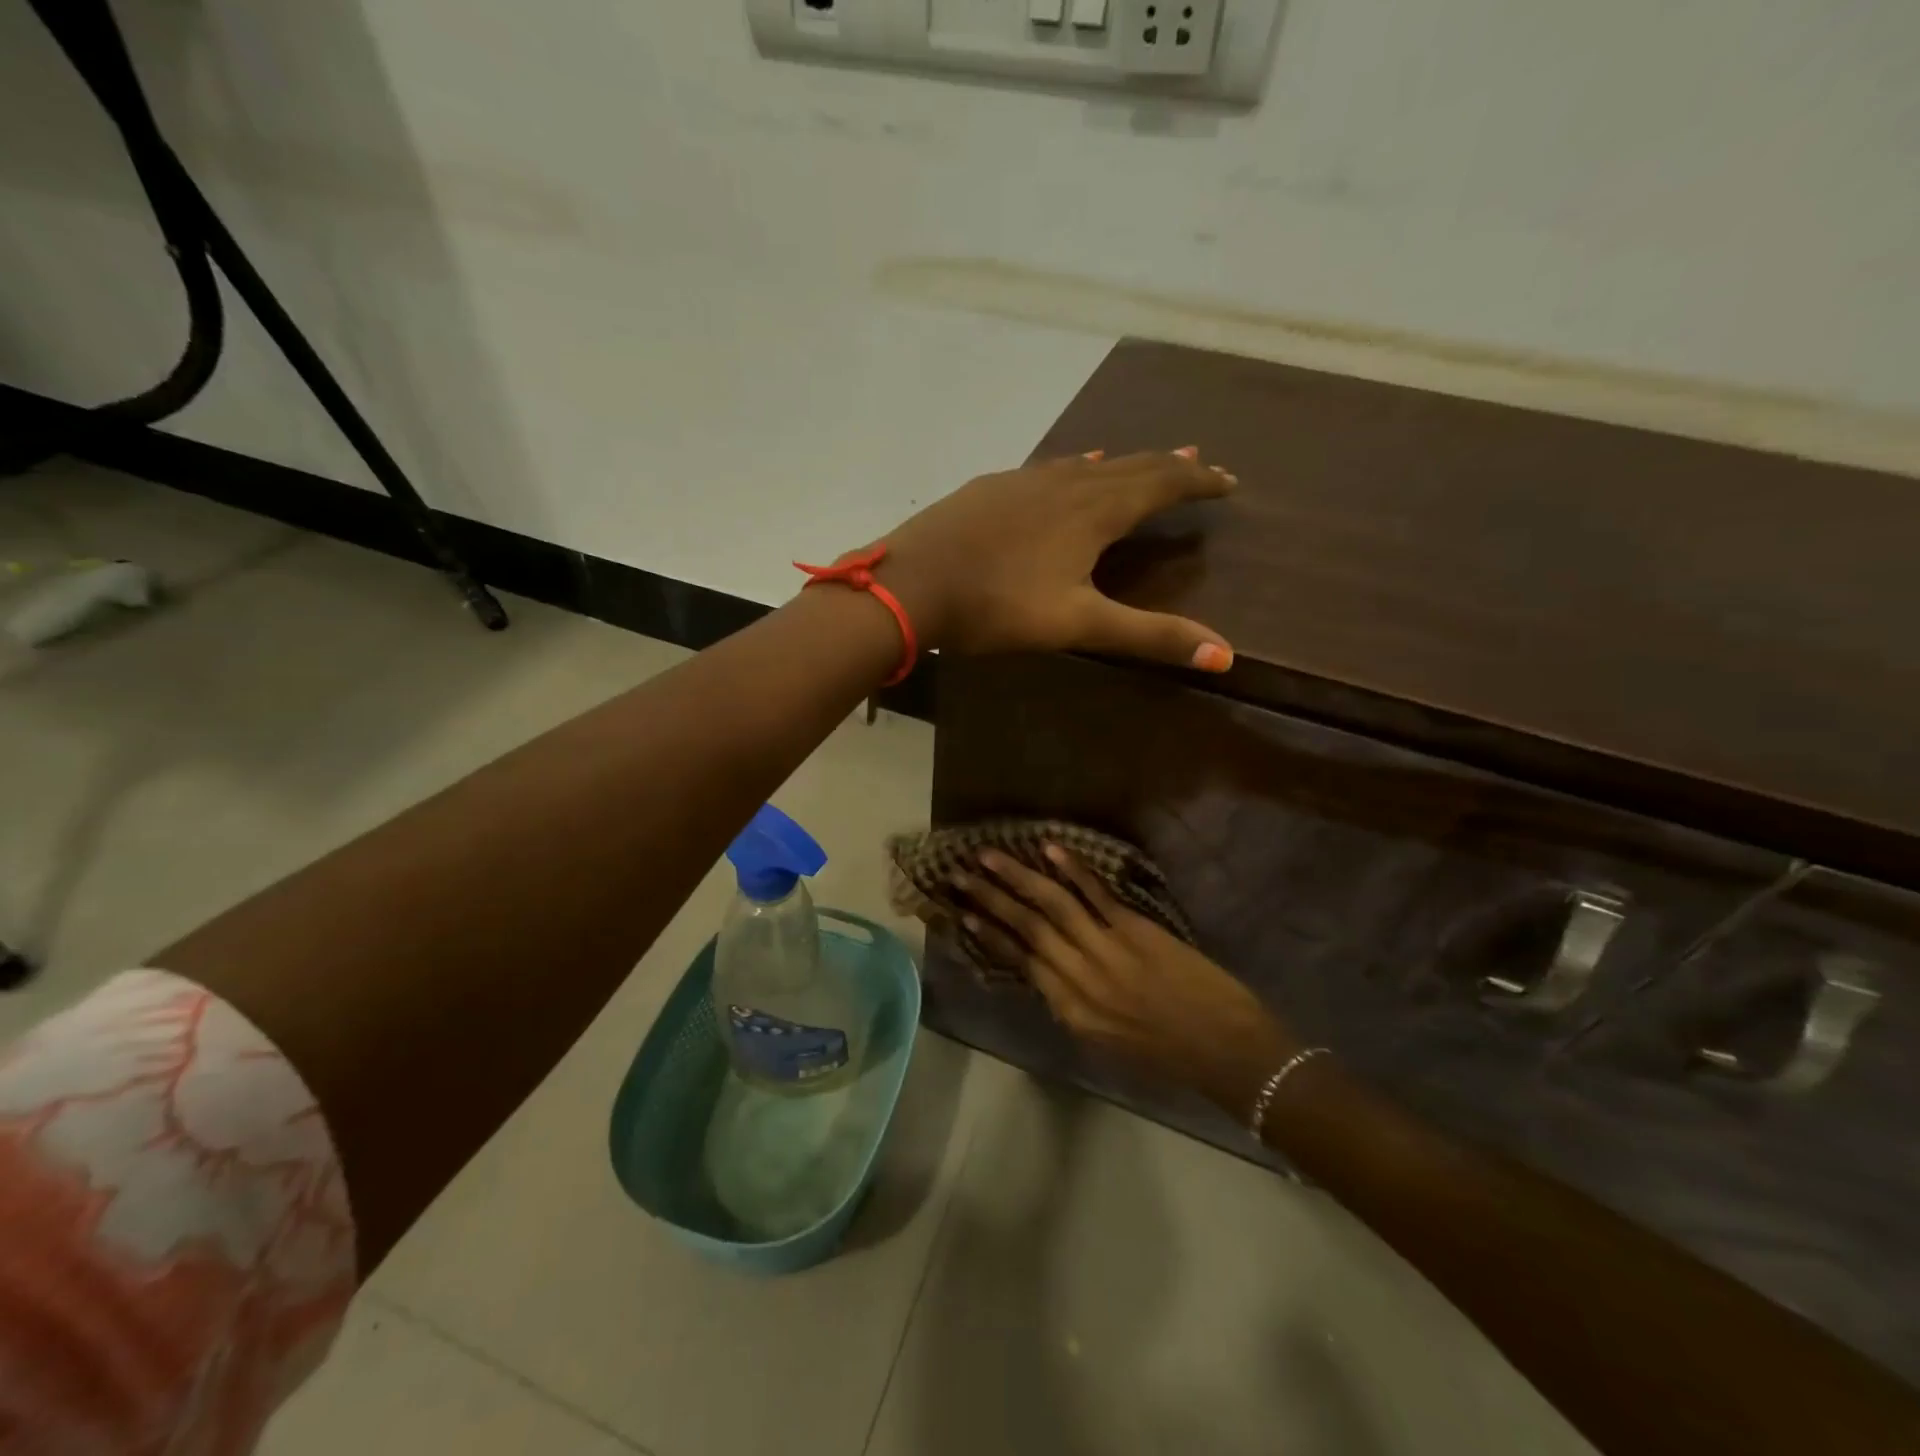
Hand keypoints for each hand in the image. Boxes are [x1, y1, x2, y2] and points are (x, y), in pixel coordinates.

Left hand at [865, 448, 1235, 670]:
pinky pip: (1049, 469)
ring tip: (1145, 461)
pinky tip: (1068, 470)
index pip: (1163, 484)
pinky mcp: (991, 487)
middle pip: (1130, 465)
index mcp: (1094, 510)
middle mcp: (1065, 482)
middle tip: (1200, 462)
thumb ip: (1149, 635)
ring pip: (1088, 464)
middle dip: (1169, 465)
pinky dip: (1076, 468)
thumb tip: (1225, 655)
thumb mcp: (1078, 625)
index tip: (1229, 481)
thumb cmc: (997, 606)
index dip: (1199, 481)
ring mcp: (1024, 480)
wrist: (911, 584)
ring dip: (1124, 463)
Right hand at [950, 844, 1298, 1118]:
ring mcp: (1106, 952)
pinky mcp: (1135, 931)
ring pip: (1051, 907)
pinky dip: (1072, 870)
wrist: (1227, 1053)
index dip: (990, 935)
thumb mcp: (1108, 1041)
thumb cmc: (1169, 1055)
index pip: (1021, 964)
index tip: (964, 913)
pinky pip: (1096, 895)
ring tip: (989, 855)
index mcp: (1072, 1011)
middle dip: (990, 899)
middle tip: (959, 874)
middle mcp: (1079, 979)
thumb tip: (1050, 975)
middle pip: (1025, 930)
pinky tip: (1050, 849)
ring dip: (1017, 877)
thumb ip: (1075, 1007)